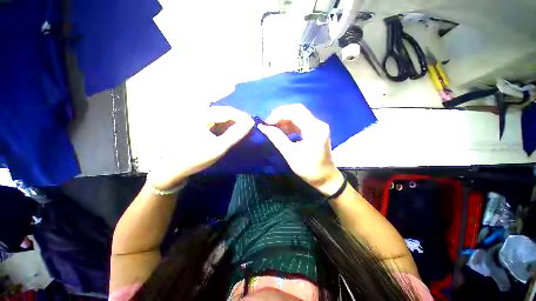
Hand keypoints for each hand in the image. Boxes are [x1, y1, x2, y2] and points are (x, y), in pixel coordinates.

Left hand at [149, 106, 253, 189]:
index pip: (228, 111)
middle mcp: (198, 111)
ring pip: (219, 114)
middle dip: (237, 118)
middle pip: (223, 111)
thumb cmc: (196, 158)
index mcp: (201, 115)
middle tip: (247, 127)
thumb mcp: (219, 147)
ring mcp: (196, 116)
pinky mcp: (195, 122)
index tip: (252, 124)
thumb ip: (236, 134)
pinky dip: (223, 123)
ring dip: (231, 120)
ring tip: (241, 128)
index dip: (242, 116)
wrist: (174, 167)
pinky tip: (228, 129)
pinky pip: (214, 119)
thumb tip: (250, 123)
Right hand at [258, 104, 343, 195]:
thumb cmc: (308, 169)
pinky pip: (300, 122)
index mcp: (314, 129)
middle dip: (281, 115)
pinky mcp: (315, 130)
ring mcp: (317, 126)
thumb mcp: (290, 154)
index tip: (267, 123)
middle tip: (269, 124)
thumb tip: (262, 127)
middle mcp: (318, 123)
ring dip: (284, 119)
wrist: (325, 178)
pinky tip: (282, 131)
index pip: (295, 111)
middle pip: (297, 110)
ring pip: (298, 115)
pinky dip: (289, 124)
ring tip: (273, 128)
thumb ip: (276, 138)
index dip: (278, 114)